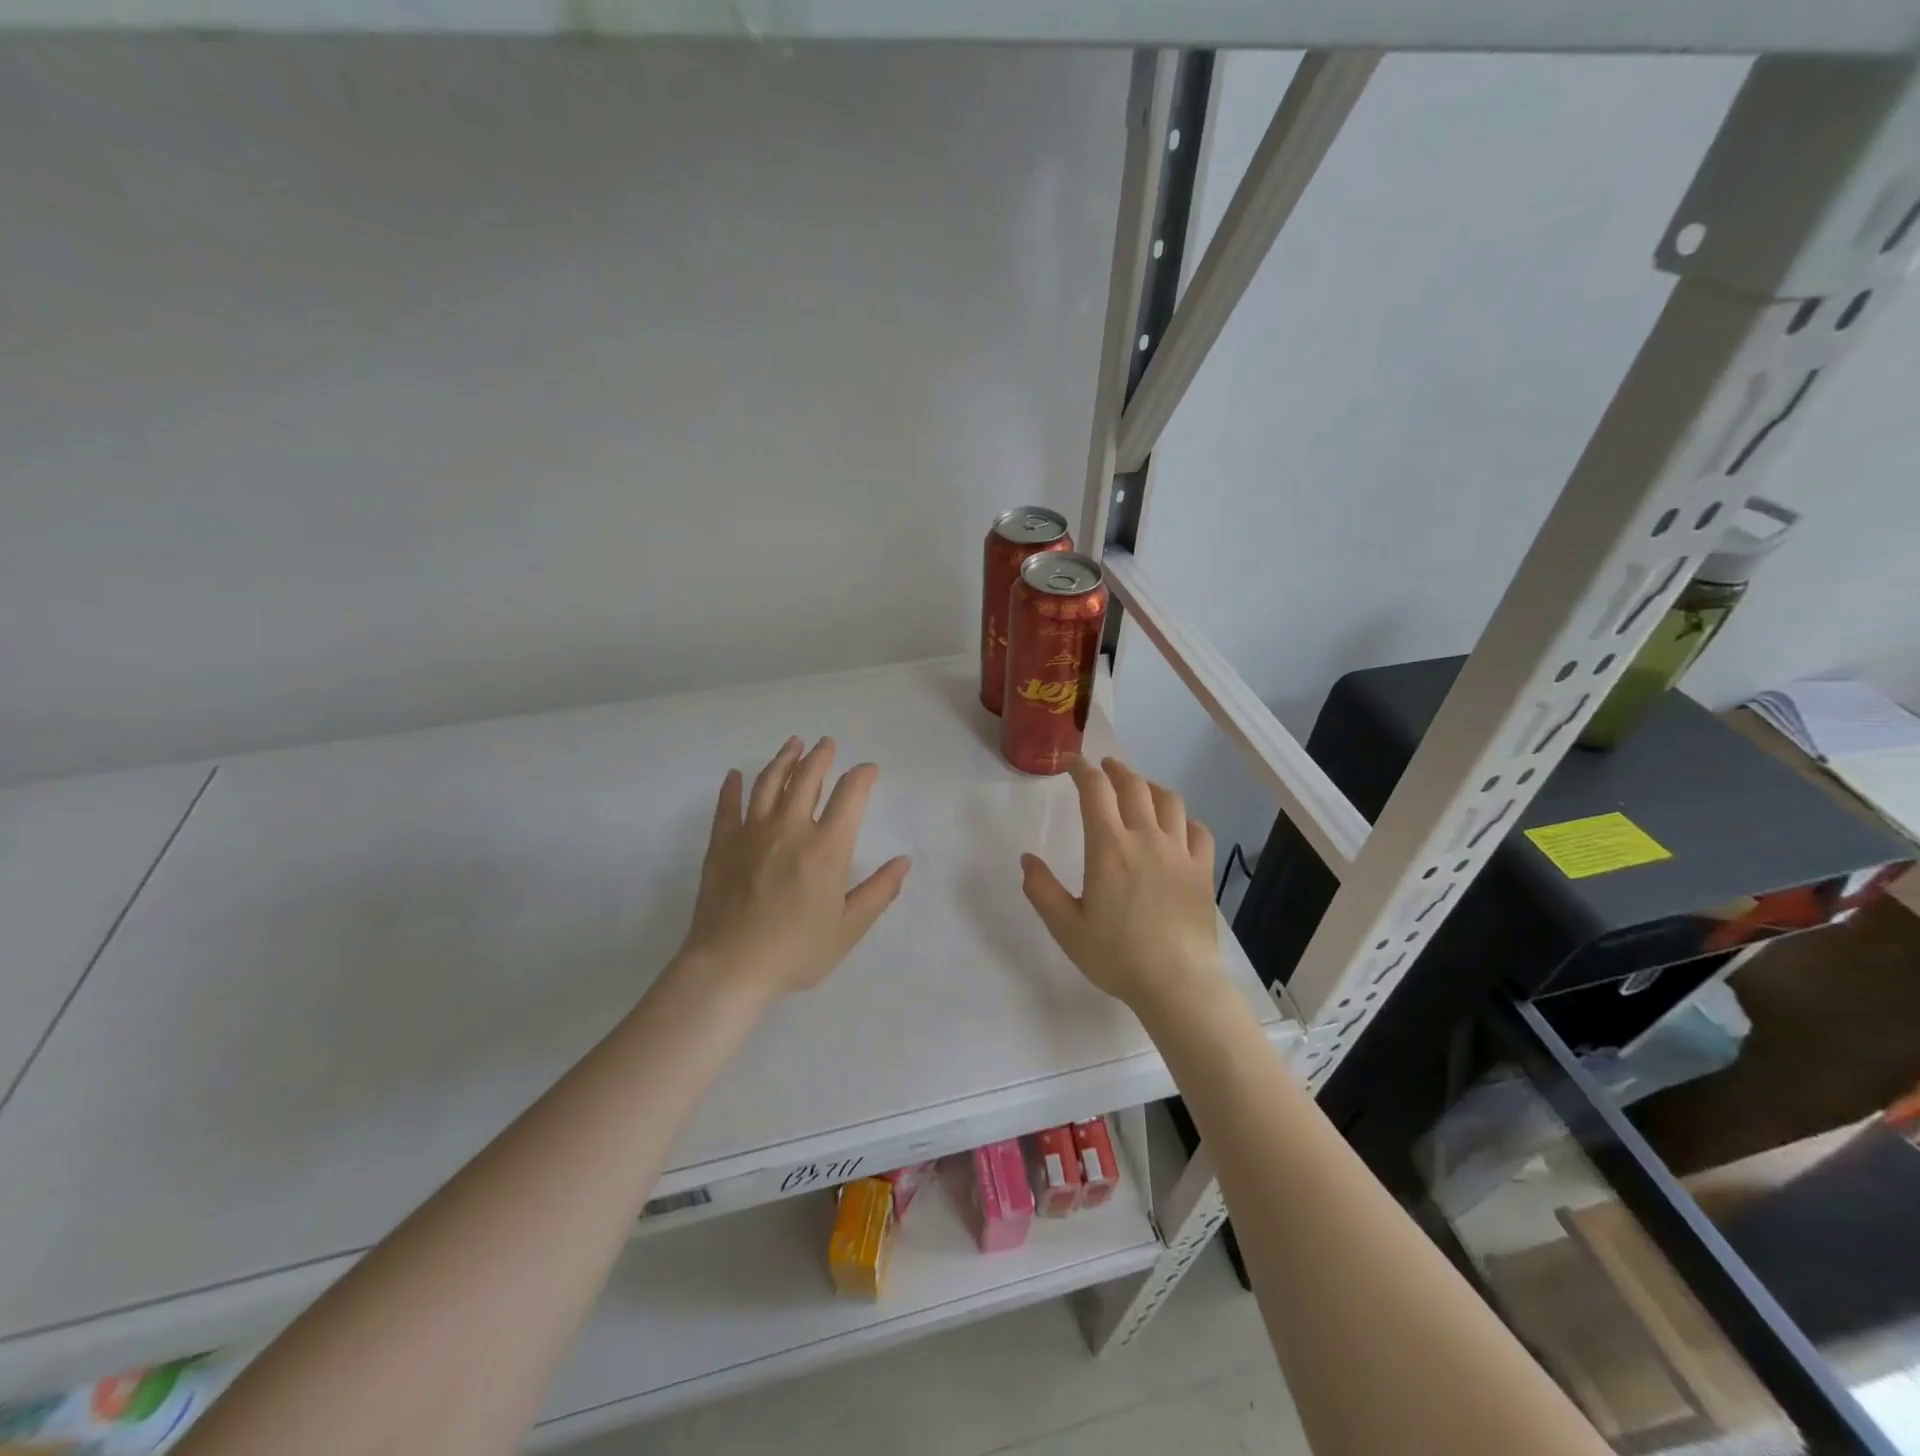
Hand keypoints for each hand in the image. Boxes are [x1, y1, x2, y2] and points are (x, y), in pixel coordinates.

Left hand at [677, 736, 911, 997]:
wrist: (730, 967)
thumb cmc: (796, 951)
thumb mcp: (849, 928)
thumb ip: (879, 892)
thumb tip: (903, 861)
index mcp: (827, 848)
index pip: (850, 796)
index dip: (862, 777)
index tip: (869, 770)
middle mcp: (791, 828)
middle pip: (807, 778)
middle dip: (821, 756)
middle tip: (827, 743)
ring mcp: (752, 832)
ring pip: (769, 783)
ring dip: (783, 759)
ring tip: (793, 744)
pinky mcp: (722, 844)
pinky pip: (728, 806)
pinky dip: (733, 787)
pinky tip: (736, 775)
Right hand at [1021, 756, 1218, 1012]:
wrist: (1177, 983)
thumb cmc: (1116, 956)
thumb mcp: (1066, 927)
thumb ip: (1042, 890)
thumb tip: (1027, 859)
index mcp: (1109, 847)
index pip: (1095, 790)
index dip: (1081, 769)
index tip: (1071, 762)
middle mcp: (1146, 838)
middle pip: (1133, 786)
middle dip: (1115, 770)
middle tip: (1104, 767)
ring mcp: (1179, 852)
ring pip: (1169, 801)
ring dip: (1150, 787)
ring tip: (1140, 789)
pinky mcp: (1202, 871)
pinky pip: (1198, 830)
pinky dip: (1185, 820)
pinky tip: (1178, 827)